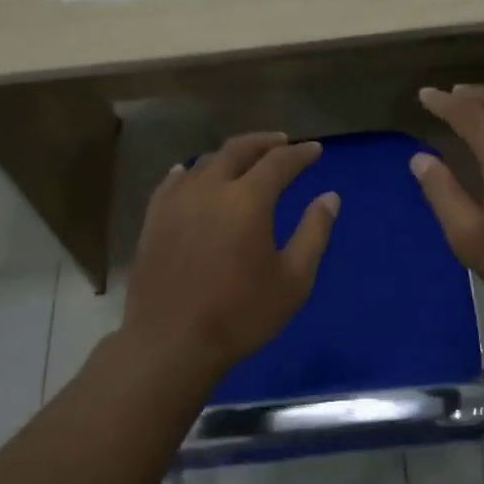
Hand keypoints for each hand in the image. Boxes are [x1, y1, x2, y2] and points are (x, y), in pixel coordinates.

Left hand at [120, 133, 339, 379]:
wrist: (171, 342)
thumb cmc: (241, 314)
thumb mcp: (293, 280)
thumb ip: (314, 233)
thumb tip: (330, 197)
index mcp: (248, 200)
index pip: (279, 162)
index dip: (300, 154)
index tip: (314, 149)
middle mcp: (211, 189)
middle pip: (238, 150)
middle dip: (264, 142)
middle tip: (281, 141)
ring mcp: (176, 202)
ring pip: (205, 162)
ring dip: (229, 155)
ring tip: (243, 159)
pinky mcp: (153, 219)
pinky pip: (172, 182)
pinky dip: (189, 171)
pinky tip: (190, 173)